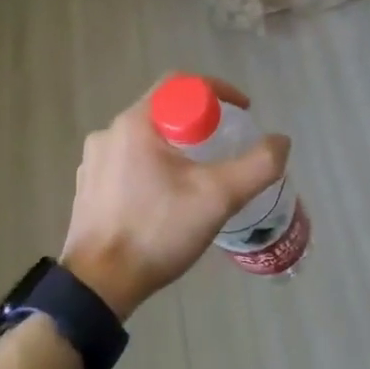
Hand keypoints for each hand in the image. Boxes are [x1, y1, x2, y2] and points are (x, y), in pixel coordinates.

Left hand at [60, 77, 290, 320]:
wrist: (99, 285)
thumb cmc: (157, 231)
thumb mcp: (218, 198)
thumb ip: (258, 165)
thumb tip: (281, 141)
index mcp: (136, 124)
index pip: (180, 84)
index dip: (217, 92)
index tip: (242, 113)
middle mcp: (109, 133)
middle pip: (164, 111)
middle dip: (199, 123)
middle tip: (225, 148)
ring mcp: (94, 162)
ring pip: (146, 139)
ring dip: (176, 148)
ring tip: (199, 177)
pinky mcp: (88, 189)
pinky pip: (128, 163)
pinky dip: (153, 169)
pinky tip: (166, 199)